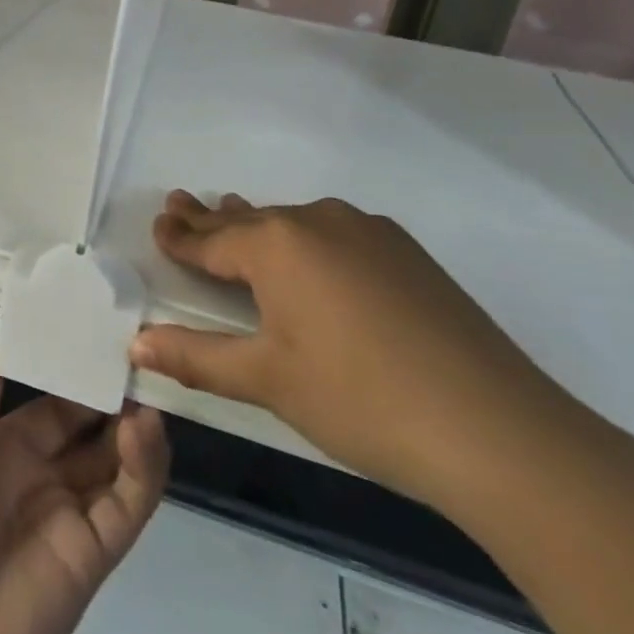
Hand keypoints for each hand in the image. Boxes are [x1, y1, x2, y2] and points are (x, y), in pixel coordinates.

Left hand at [0, 346, 168, 633]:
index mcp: (7, 445)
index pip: (56, 399)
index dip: (79, 367)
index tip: (105, 328)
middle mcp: (44, 474)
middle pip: (93, 427)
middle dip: (116, 393)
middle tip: (144, 350)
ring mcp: (72, 514)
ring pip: (118, 461)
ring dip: (136, 424)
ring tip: (149, 384)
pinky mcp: (93, 555)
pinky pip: (127, 505)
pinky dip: (144, 468)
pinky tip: (145, 429)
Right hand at [129, 190, 574, 511]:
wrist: (497, 429)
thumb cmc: (360, 399)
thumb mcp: (267, 379)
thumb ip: (196, 355)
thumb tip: (136, 342)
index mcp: (277, 244)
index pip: (211, 238)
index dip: (180, 236)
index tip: (158, 222)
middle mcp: (318, 221)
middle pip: (250, 221)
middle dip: (212, 218)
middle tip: (180, 203)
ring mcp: (369, 232)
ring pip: (295, 224)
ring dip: (260, 226)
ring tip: (234, 215)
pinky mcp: (407, 253)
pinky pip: (335, 234)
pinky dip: (306, 241)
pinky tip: (311, 259)